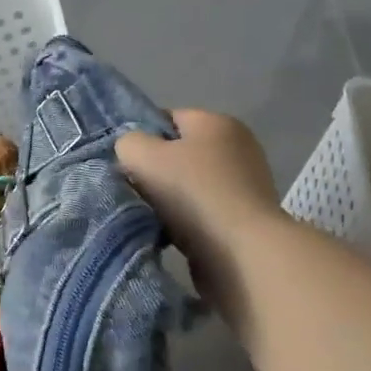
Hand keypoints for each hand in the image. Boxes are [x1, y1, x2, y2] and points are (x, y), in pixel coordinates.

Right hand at [117, 109, 279, 315]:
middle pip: (178, 152)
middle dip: (154, 171)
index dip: (141, 138)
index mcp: (216, 122)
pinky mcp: (246, 216)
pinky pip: (203, 210)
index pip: (167, 118)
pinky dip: (186, 220)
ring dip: (168, 199)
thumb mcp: (143, 157)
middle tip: (133, 190)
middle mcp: (237, 145)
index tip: (125, 163)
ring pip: (189, 184)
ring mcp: (245, 182)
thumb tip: (132, 150)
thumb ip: (128, 143)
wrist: (241, 253)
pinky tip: (170, 233)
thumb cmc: (192, 194)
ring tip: (150, 216)